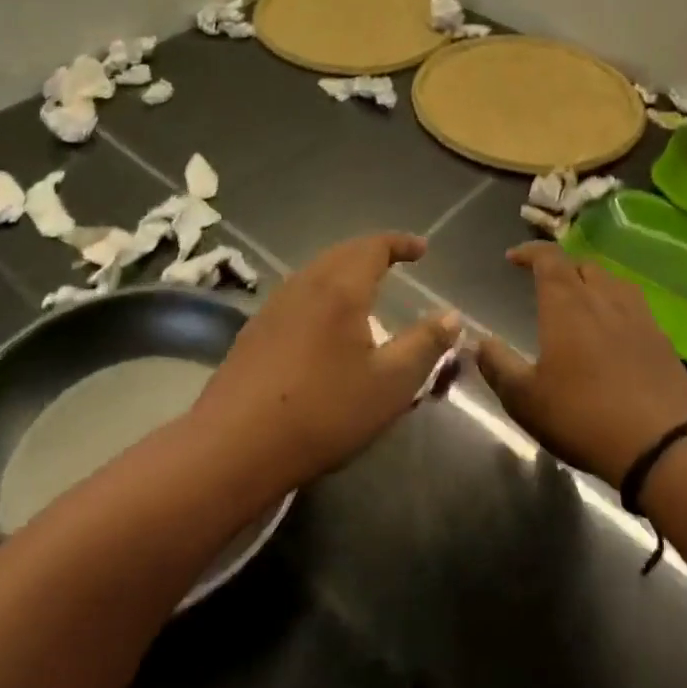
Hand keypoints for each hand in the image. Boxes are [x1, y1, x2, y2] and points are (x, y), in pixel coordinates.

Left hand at [191, 233, 459, 492]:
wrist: (235, 444)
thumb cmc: (324, 411)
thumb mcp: (390, 383)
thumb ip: (425, 344)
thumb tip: (451, 315)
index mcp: (341, 287)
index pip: (374, 246)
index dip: (401, 243)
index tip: (422, 250)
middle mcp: (305, 283)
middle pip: (343, 252)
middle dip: (373, 252)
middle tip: (396, 261)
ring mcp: (275, 305)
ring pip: (317, 271)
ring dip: (345, 270)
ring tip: (366, 289)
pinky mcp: (256, 329)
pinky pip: (299, 293)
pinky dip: (324, 291)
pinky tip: (326, 322)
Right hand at [476, 242, 686, 485]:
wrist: (661, 447)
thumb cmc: (582, 416)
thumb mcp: (524, 399)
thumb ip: (498, 366)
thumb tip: (479, 341)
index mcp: (567, 304)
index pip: (548, 258)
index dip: (529, 252)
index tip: (512, 258)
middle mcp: (604, 299)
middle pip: (583, 265)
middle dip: (561, 268)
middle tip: (546, 286)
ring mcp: (639, 318)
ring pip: (614, 283)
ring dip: (593, 284)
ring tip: (582, 303)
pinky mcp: (663, 341)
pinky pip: (636, 308)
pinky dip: (618, 309)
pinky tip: (614, 334)